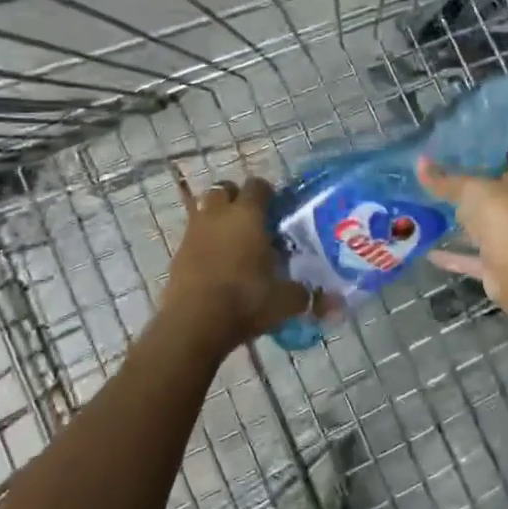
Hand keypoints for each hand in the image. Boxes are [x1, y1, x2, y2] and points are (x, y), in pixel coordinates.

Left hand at [162, 172, 317, 352]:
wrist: (193, 322)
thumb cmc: (245, 300)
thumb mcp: (284, 301)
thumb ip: (305, 295)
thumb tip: (330, 301)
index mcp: (248, 215)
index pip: (258, 186)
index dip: (268, 193)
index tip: (277, 209)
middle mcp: (219, 214)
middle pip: (225, 189)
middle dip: (237, 198)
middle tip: (252, 220)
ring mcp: (194, 231)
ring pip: (205, 209)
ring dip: (218, 217)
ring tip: (232, 240)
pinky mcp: (177, 252)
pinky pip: (193, 235)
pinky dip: (204, 241)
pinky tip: (215, 262)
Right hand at [418, 158, 507, 368]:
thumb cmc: (503, 214)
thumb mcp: (469, 190)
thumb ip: (445, 181)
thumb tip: (420, 162)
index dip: (491, 164)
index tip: (466, 161)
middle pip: (497, 201)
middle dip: (475, 199)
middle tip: (443, 190)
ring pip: (485, 232)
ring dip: (465, 230)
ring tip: (433, 220)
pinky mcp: (499, 268)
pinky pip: (472, 260)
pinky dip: (454, 258)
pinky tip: (429, 253)